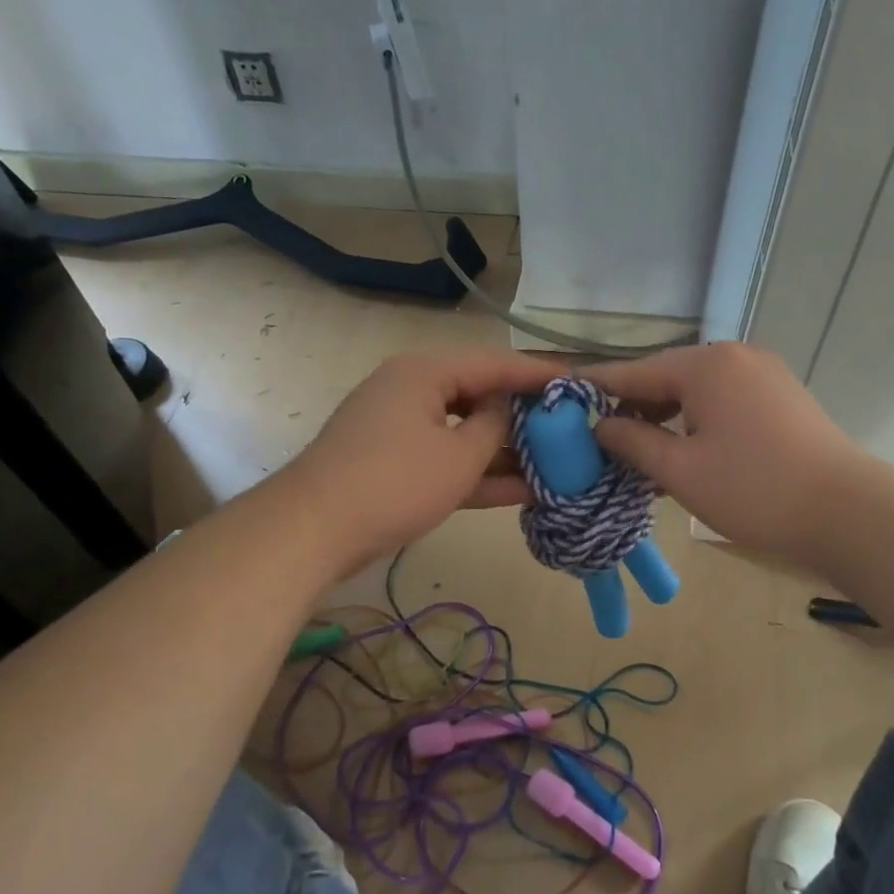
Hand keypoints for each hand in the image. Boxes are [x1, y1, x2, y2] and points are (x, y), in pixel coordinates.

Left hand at [285, 348, 565, 569]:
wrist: (314, 531)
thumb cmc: (395, 483)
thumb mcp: (458, 456)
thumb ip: (494, 426)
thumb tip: (507, 407)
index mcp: (425, 372)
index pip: (494, 363)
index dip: (537, 374)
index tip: (578, 382)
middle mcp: (412, 390)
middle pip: (479, 396)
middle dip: (524, 417)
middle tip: (569, 428)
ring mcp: (401, 428)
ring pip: (465, 432)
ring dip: (505, 451)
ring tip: (556, 463)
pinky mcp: (396, 463)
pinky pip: (447, 459)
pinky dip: (478, 472)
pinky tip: (523, 490)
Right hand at [585, 342, 869, 558]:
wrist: (846, 511)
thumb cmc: (753, 489)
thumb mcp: (679, 470)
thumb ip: (632, 442)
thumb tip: (600, 426)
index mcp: (705, 364)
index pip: (633, 372)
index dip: (595, 389)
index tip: (561, 399)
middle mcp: (733, 356)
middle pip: (666, 378)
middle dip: (633, 409)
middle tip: (601, 443)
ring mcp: (762, 373)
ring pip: (695, 391)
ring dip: (665, 419)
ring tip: (639, 454)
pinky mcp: (780, 396)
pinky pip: (723, 401)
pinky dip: (696, 422)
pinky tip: (683, 451)